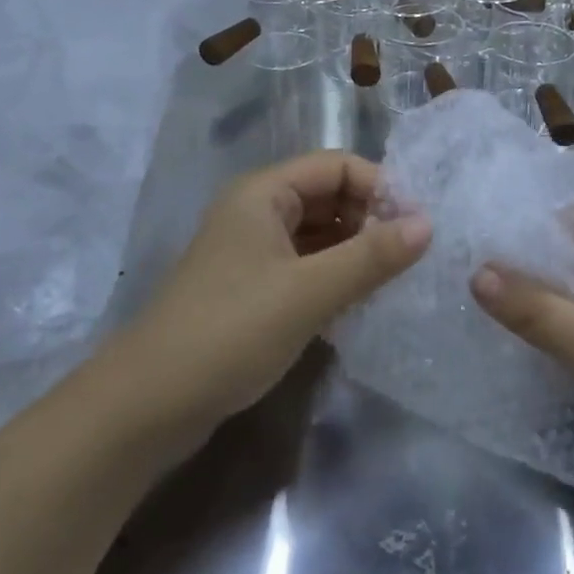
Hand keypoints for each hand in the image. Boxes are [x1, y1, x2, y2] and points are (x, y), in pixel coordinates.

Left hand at [121, 152, 430, 438]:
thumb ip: (371, 257)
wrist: (145, 408)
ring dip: (355, 250)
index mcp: (264, 193)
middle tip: (408, 257)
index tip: (416, 227)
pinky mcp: (251, 288)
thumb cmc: (230, 332)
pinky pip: (306, 265)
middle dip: (370, 220)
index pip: (337, 165)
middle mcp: (257, 211)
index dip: (380, 188)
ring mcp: (252, 251)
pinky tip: (359, 303)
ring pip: (320, 233)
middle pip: (329, 196)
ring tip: (392, 280)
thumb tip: (428, 224)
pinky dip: (334, 275)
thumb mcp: (309, 292)